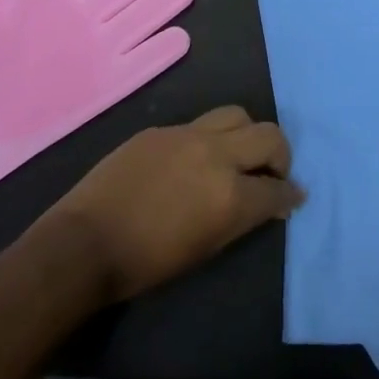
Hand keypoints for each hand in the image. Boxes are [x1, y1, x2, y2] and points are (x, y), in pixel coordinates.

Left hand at [48, 106, 303, 302]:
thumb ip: (242, 219)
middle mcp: (216, 154)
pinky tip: (194, 160)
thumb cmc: (147, 263)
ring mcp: (187, 134)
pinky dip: (209, 139)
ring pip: (236, 115)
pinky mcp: (162, 129)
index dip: (290, 195)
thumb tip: (269, 203)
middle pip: (269, 135)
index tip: (293, 197)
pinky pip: (199, 124)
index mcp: (230, 194)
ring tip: (237, 155)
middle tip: (272, 172)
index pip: (278, 188)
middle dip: (280, 154)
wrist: (85, 243)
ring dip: (247, 135)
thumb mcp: (206, 248)